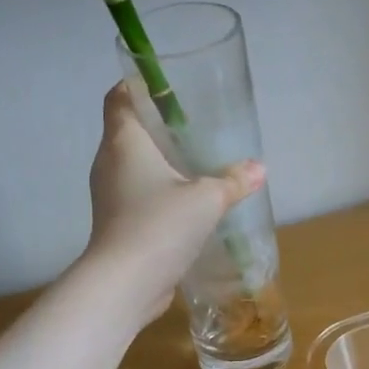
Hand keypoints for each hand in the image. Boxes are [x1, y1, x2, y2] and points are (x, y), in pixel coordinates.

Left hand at [82, 83, 264, 322]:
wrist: (126, 283)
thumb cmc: (161, 225)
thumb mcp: (207, 199)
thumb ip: (233, 181)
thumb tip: (259, 168)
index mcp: (124, 142)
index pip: (119, 98)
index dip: (138, 86)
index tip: (167, 89)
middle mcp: (109, 163)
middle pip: (128, 131)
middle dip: (159, 127)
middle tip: (195, 129)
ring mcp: (110, 196)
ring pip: (134, 167)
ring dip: (161, 164)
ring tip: (196, 167)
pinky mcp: (117, 224)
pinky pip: (138, 196)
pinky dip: (159, 194)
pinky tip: (187, 206)